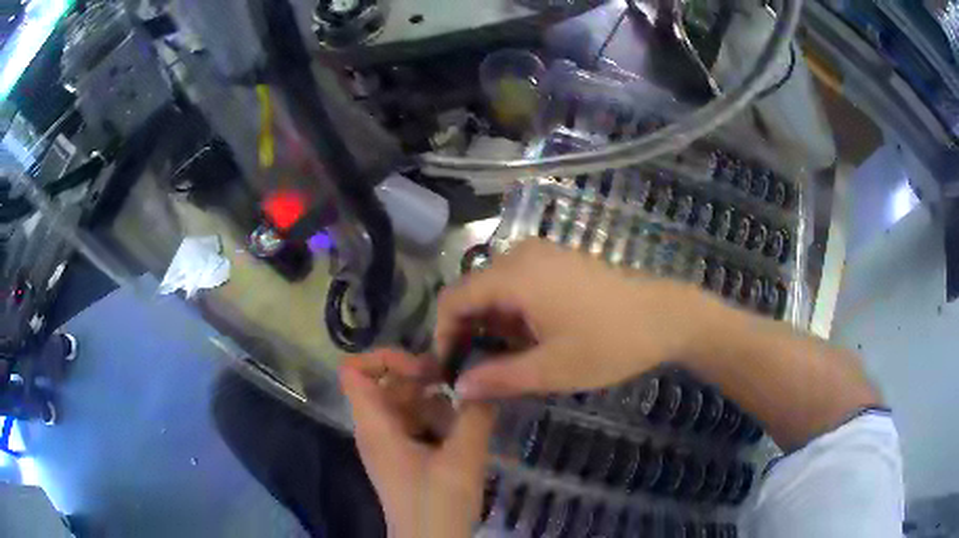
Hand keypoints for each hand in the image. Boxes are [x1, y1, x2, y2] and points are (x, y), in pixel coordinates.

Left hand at [340, 349, 496, 537]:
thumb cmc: (437, 505)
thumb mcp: (462, 459)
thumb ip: (475, 415)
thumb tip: (484, 380)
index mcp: (376, 425)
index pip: (354, 371)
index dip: (385, 358)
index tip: (425, 369)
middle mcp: (376, 429)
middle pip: (387, 384)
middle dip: (423, 380)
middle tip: (460, 385)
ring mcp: (390, 443)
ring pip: (406, 404)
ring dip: (436, 402)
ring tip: (468, 415)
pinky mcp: (405, 456)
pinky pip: (417, 424)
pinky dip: (439, 421)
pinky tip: (465, 433)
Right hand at [435, 240, 719, 399]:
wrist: (665, 316)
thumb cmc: (609, 343)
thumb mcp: (551, 369)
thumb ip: (498, 378)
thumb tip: (459, 388)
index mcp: (514, 276)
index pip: (453, 299)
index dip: (443, 335)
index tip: (452, 369)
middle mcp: (521, 255)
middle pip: (472, 292)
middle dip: (469, 331)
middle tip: (480, 370)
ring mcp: (542, 254)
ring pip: (495, 288)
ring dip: (492, 323)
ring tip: (510, 358)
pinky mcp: (557, 260)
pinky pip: (518, 283)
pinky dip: (513, 311)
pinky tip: (533, 337)